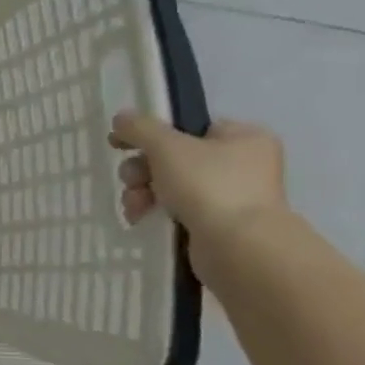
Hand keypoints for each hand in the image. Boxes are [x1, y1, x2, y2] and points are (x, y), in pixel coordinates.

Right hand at [109, 113, 287, 243]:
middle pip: (174, 157)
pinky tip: (140, 218)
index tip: (120, 144)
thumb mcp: (167, 146)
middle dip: (142, 170)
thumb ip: (140, 127)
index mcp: (243, 137)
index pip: (188, 127)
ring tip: (134, 205)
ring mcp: (231, 196)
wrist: (238, 246)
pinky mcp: (217, 223)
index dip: (151, 134)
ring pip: (169, 184)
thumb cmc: (209, 185)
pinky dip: (154, 211)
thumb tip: (121, 118)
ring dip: (142, 191)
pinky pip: (176, 208)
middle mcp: (242, 164)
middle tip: (133, 180)